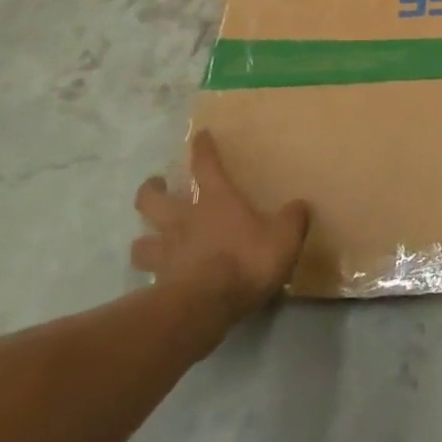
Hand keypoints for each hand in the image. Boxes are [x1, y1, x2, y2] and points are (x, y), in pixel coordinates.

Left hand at [132, 130, 309, 317]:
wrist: (206, 306)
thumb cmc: (246, 261)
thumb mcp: (284, 237)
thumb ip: (293, 219)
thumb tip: (300, 206)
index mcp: (216, 201)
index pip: (206, 165)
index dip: (203, 149)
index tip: (200, 135)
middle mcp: (184, 221)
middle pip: (152, 200)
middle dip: (151, 190)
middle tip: (156, 186)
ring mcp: (167, 255)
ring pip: (141, 243)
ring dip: (143, 240)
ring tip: (149, 240)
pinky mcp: (159, 286)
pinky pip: (149, 277)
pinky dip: (151, 276)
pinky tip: (159, 281)